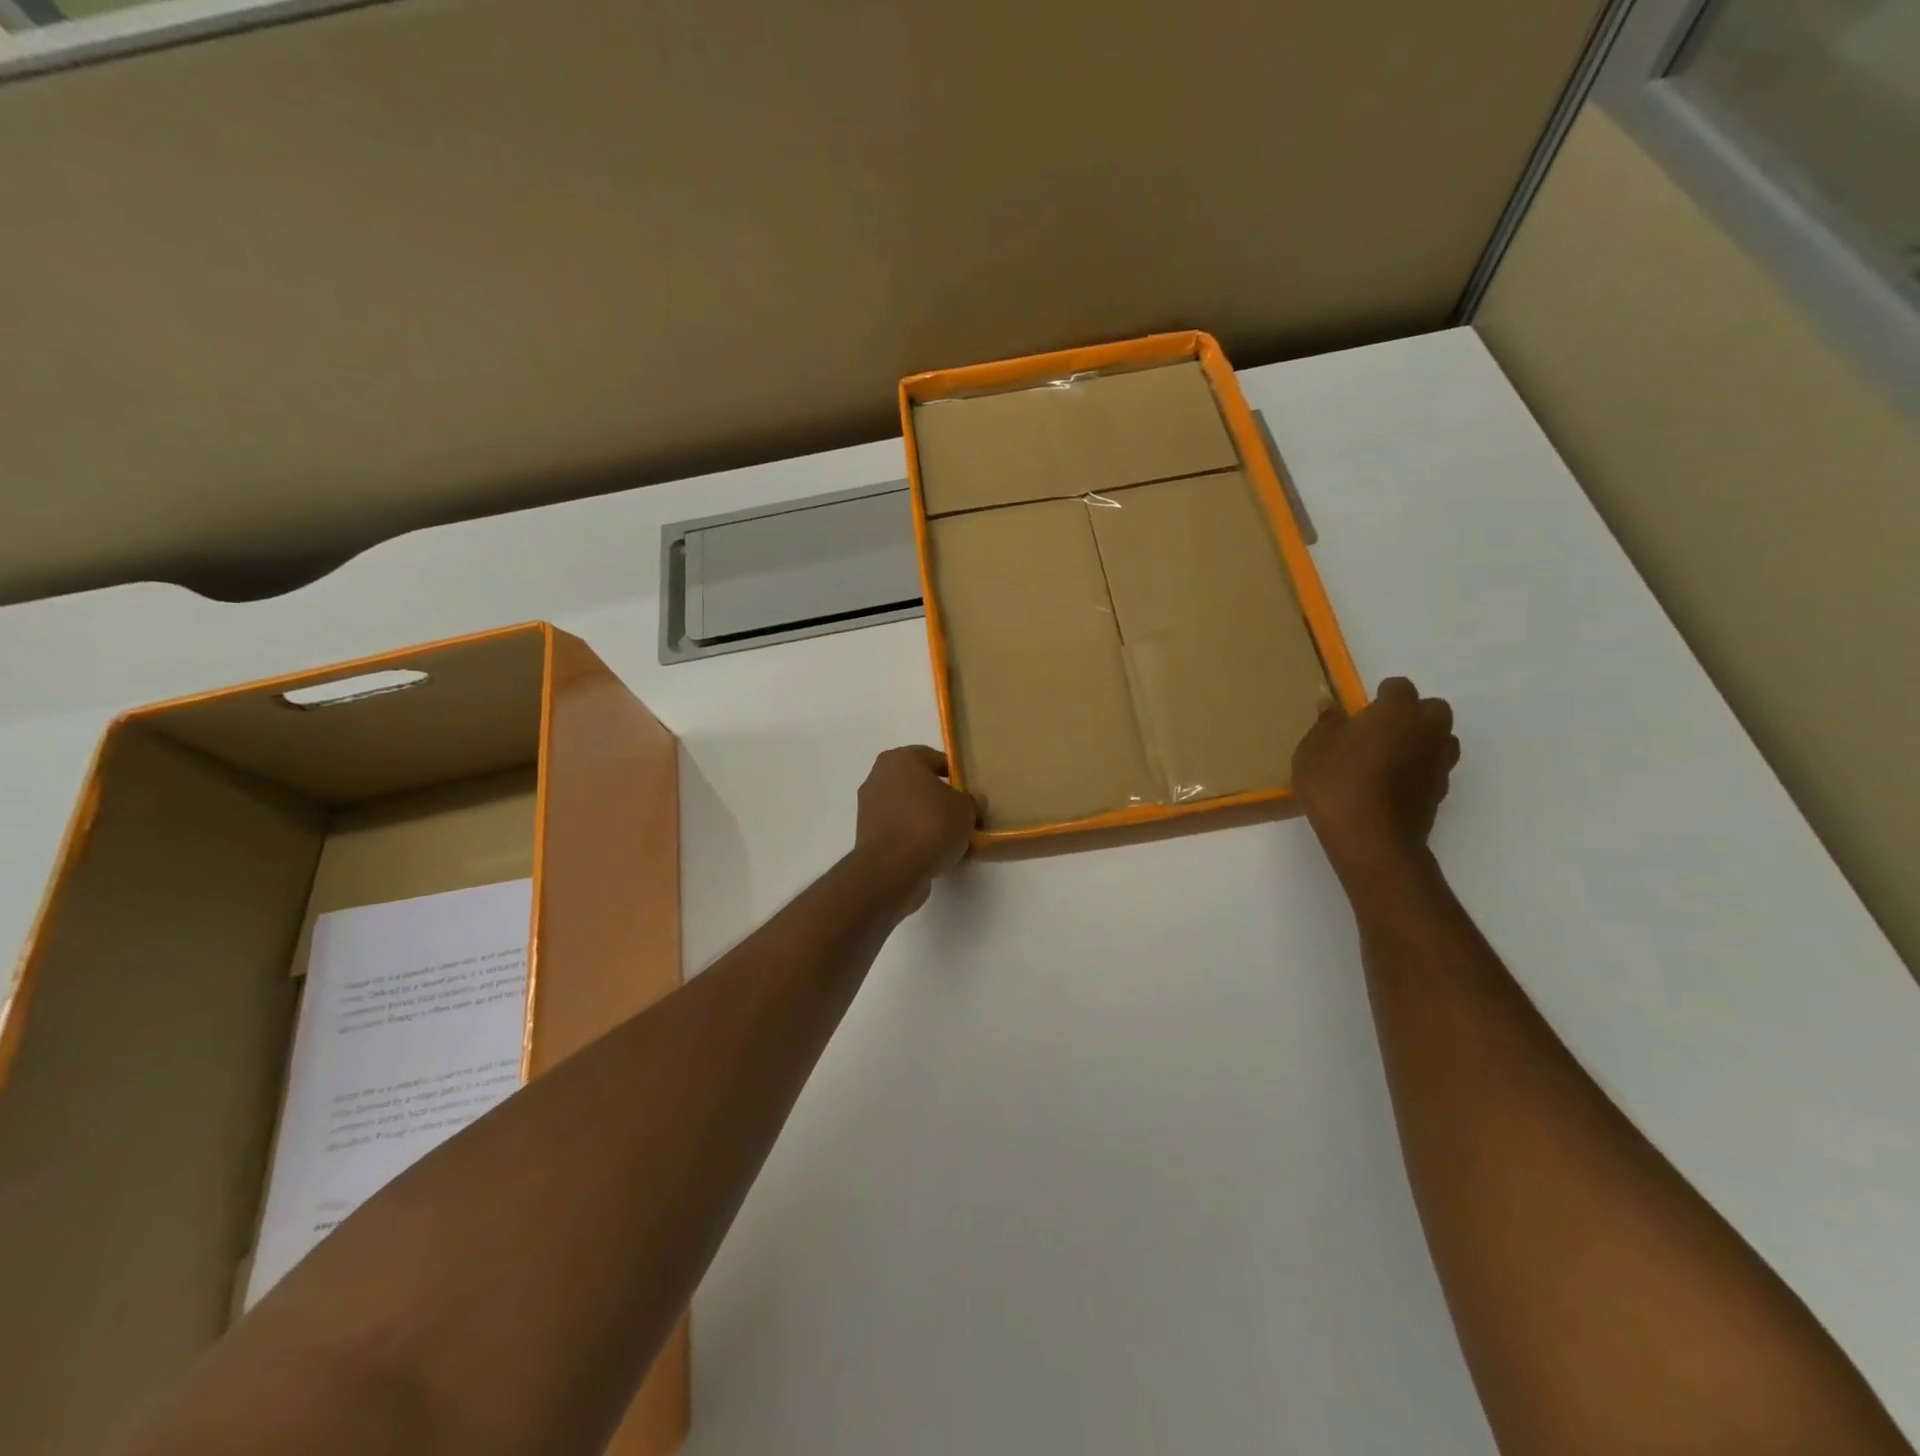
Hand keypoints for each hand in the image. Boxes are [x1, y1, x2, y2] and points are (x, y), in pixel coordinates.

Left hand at [855, 746, 979, 911]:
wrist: (893, 869)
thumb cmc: (931, 824)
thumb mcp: (966, 808)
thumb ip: (971, 801)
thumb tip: (972, 803)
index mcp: (900, 759)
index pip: (935, 758)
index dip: (957, 775)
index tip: (970, 794)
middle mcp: (878, 777)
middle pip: (919, 785)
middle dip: (940, 799)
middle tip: (963, 817)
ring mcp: (869, 808)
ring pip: (908, 810)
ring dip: (927, 821)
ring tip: (952, 840)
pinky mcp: (867, 837)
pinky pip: (899, 831)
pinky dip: (914, 839)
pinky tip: (934, 854)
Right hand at [1292, 678, 1458, 879]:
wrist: (1371, 839)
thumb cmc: (1336, 784)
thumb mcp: (1312, 751)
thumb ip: (1325, 725)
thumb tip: (1330, 704)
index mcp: (1395, 712)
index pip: (1399, 686)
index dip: (1382, 694)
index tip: (1363, 709)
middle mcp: (1426, 730)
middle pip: (1434, 708)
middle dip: (1413, 713)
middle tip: (1382, 729)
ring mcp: (1438, 763)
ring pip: (1443, 738)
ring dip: (1424, 740)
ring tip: (1392, 755)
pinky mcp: (1440, 792)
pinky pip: (1435, 768)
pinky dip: (1421, 769)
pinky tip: (1394, 783)